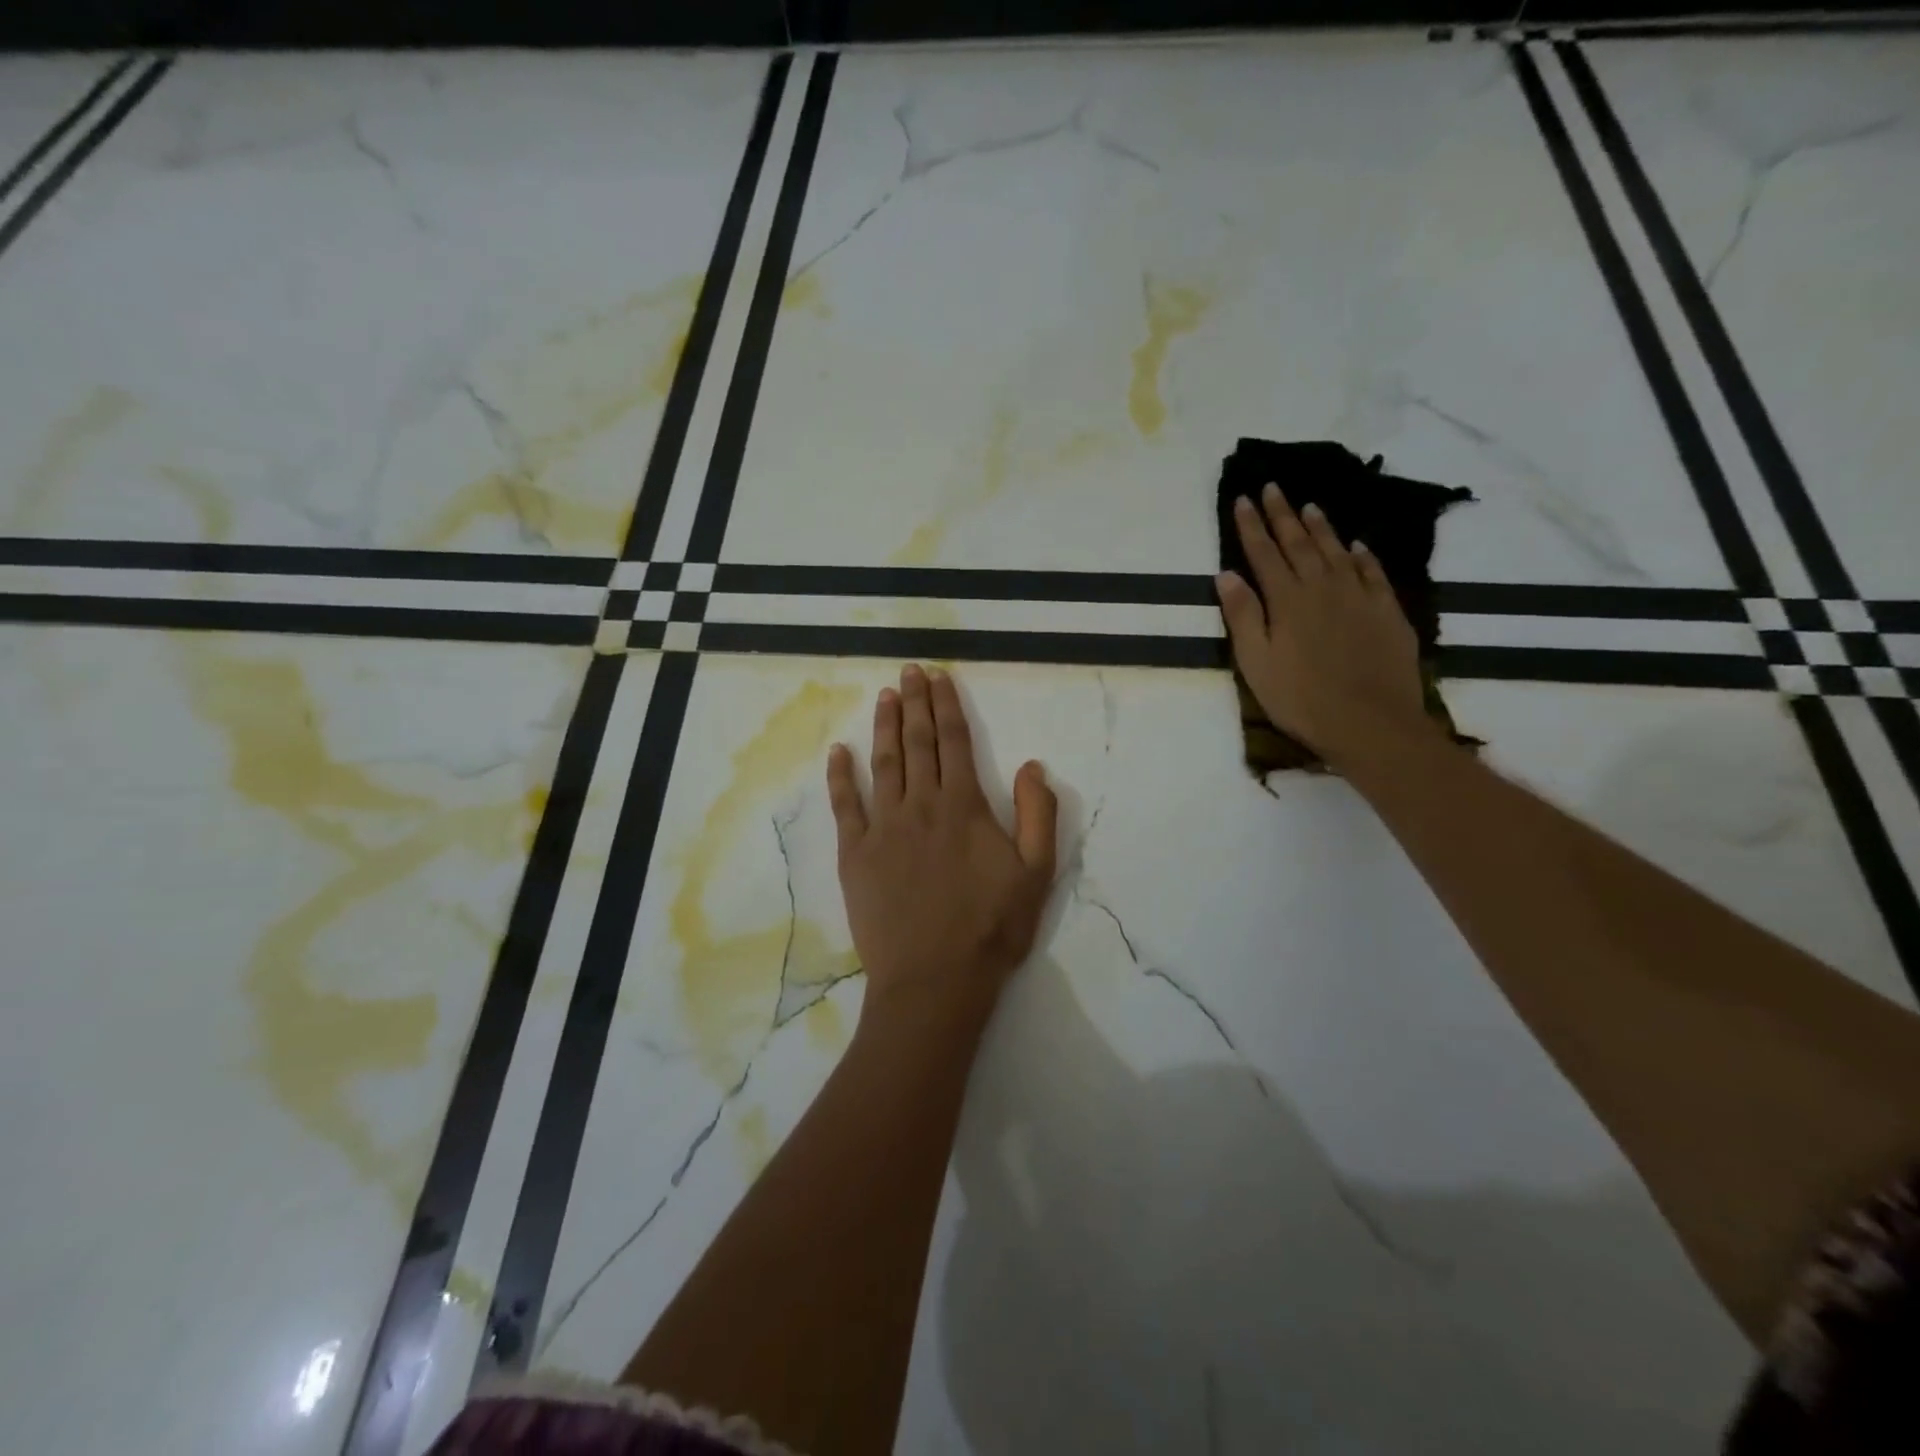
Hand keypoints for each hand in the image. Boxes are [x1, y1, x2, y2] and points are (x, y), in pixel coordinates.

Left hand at [827, 664, 1057, 1033]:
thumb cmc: (991, 928)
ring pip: (883, 764)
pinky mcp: (854, 854)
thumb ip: (1039, 815)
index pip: (953, 741)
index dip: (946, 705)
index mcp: (963, 806)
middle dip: (915, 703)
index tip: (939, 677)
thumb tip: (1031, 765)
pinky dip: (840, 776)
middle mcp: (921, 806)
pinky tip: (838, 752)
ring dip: (884, 726)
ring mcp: (883, 828)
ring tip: (884, 696)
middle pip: (917, 743)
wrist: (935, 979)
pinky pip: (845, 806)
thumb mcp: (1037, 873)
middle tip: (909, 671)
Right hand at [1217, 483, 1434, 770]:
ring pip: (1337, 550)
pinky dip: (1362, 554)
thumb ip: (1242, 615)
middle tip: (1273, 488)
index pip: (1264, 553)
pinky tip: (1357, 545)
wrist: (1371, 723)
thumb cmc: (1301, 698)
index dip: (1251, 526)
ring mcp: (1359, 596)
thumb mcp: (1255, 662)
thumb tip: (1226, 573)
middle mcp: (1323, 587)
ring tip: (1309, 506)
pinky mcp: (1387, 610)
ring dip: (1320, 526)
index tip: (1242, 499)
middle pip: (1299, 543)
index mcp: (1287, 599)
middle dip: (1282, 514)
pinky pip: (1373, 571)